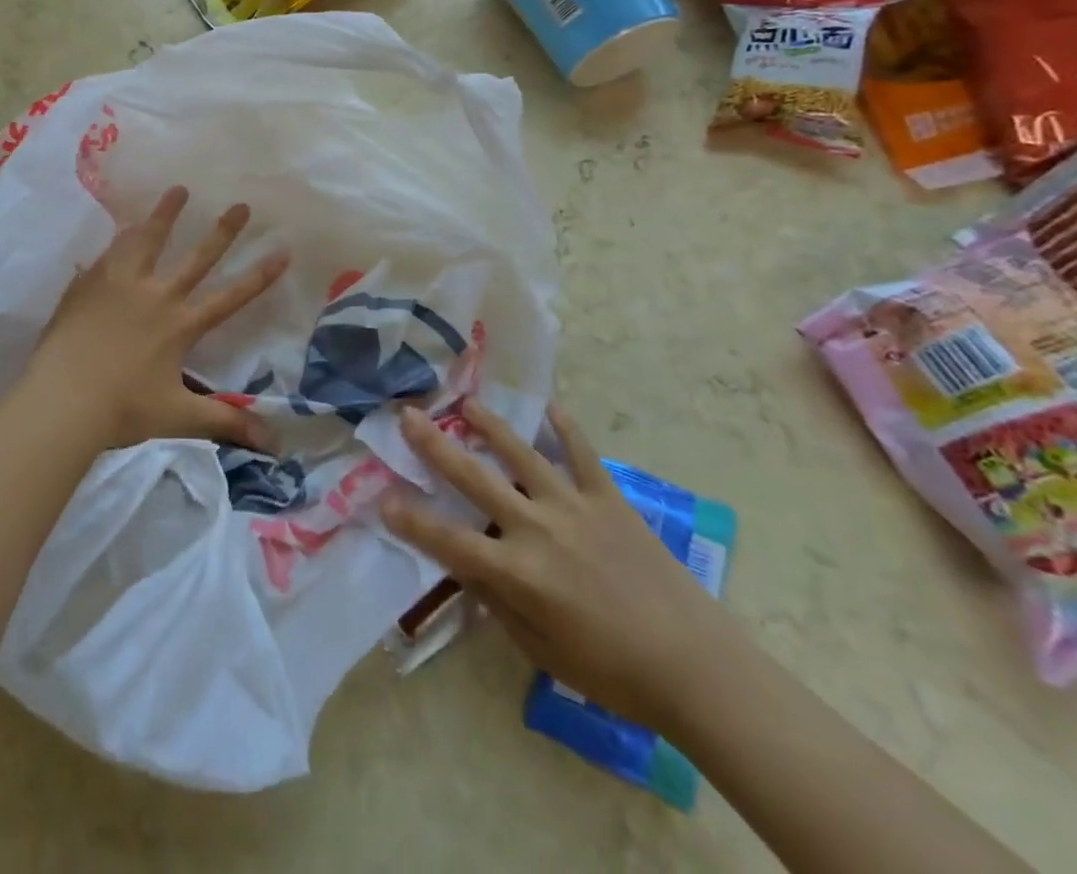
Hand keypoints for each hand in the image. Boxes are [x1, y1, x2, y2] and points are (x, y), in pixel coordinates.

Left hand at [21, 186, 289, 452]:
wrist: (62, 401)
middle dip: (222, 231)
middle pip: (196, 257)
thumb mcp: (179, 417)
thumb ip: (227, 424)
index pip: (230, 297)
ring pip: (148, 241)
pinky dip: (120, 239)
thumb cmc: (122, 411)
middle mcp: (156, 296)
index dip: (259, 276)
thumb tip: (276, 446)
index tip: (283, 250)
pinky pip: (109, 254)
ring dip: (165, 215)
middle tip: (241, 204)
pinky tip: (120, 228)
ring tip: (178, 190)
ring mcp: (120, 285)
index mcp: (181, 325)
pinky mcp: (89, 285)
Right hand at [381, 401, 737, 736]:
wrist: (693, 665)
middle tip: (409, 416)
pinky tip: (550, 405)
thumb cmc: (612, 672)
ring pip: (522, 454)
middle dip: (435, 447)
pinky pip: (581, 453)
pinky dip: (565, 427)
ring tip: (466, 403)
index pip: (449, 541)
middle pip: (475, 478)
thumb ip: (499, 605)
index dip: (412, 520)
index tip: (382, 498)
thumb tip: (470, 570)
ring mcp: (573, 506)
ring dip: (491, 426)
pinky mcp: (608, 498)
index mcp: (517, 573)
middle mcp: (536, 528)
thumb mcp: (542, 652)